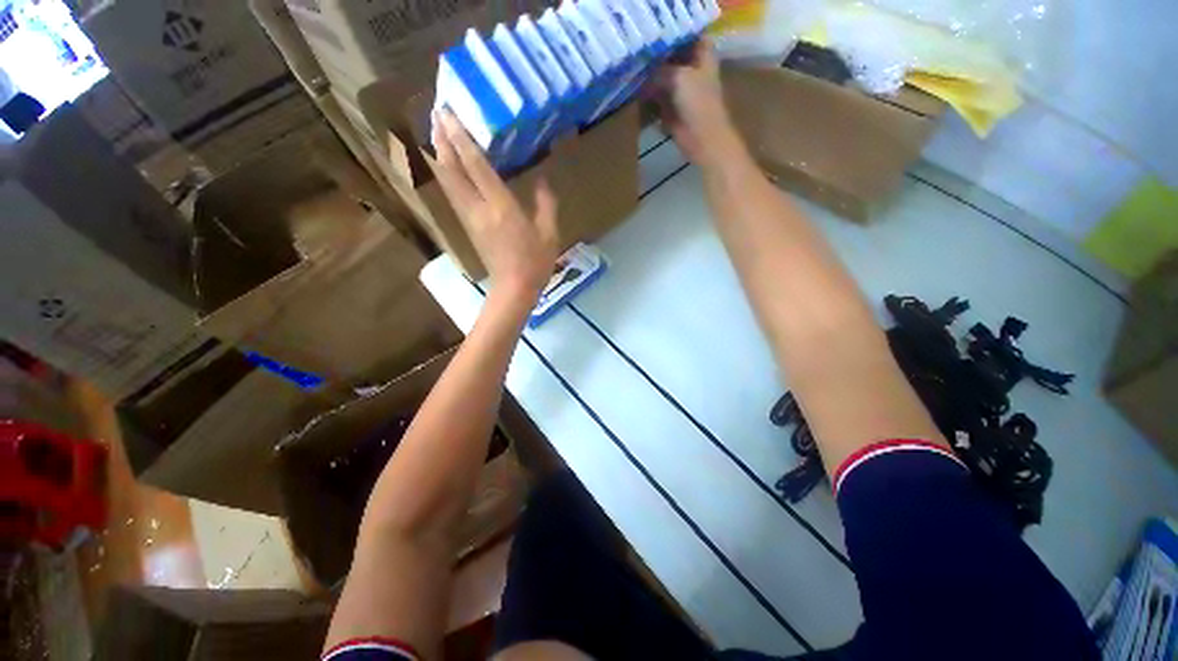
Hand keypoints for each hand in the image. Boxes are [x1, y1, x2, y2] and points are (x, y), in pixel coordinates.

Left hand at [431, 110, 559, 301]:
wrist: (514, 288)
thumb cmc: (535, 262)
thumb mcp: (549, 233)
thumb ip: (546, 204)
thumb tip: (543, 180)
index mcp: (501, 207)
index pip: (476, 166)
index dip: (461, 139)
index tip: (448, 114)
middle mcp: (479, 208)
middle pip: (453, 170)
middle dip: (443, 141)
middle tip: (437, 115)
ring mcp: (469, 218)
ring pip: (448, 182)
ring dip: (440, 156)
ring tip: (437, 133)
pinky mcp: (468, 227)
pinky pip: (453, 194)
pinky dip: (447, 174)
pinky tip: (447, 166)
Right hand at [648, 39, 742, 165]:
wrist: (703, 139)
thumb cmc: (698, 103)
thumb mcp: (679, 77)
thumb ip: (661, 70)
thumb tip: (645, 72)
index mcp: (703, 58)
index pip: (691, 39)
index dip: (676, 38)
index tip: (657, 41)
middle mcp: (693, 73)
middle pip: (674, 61)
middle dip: (659, 62)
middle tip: (641, 61)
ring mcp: (683, 94)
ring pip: (664, 82)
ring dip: (652, 82)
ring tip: (636, 78)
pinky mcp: (674, 112)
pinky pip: (659, 102)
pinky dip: (649, 101)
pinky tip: (638, 96)